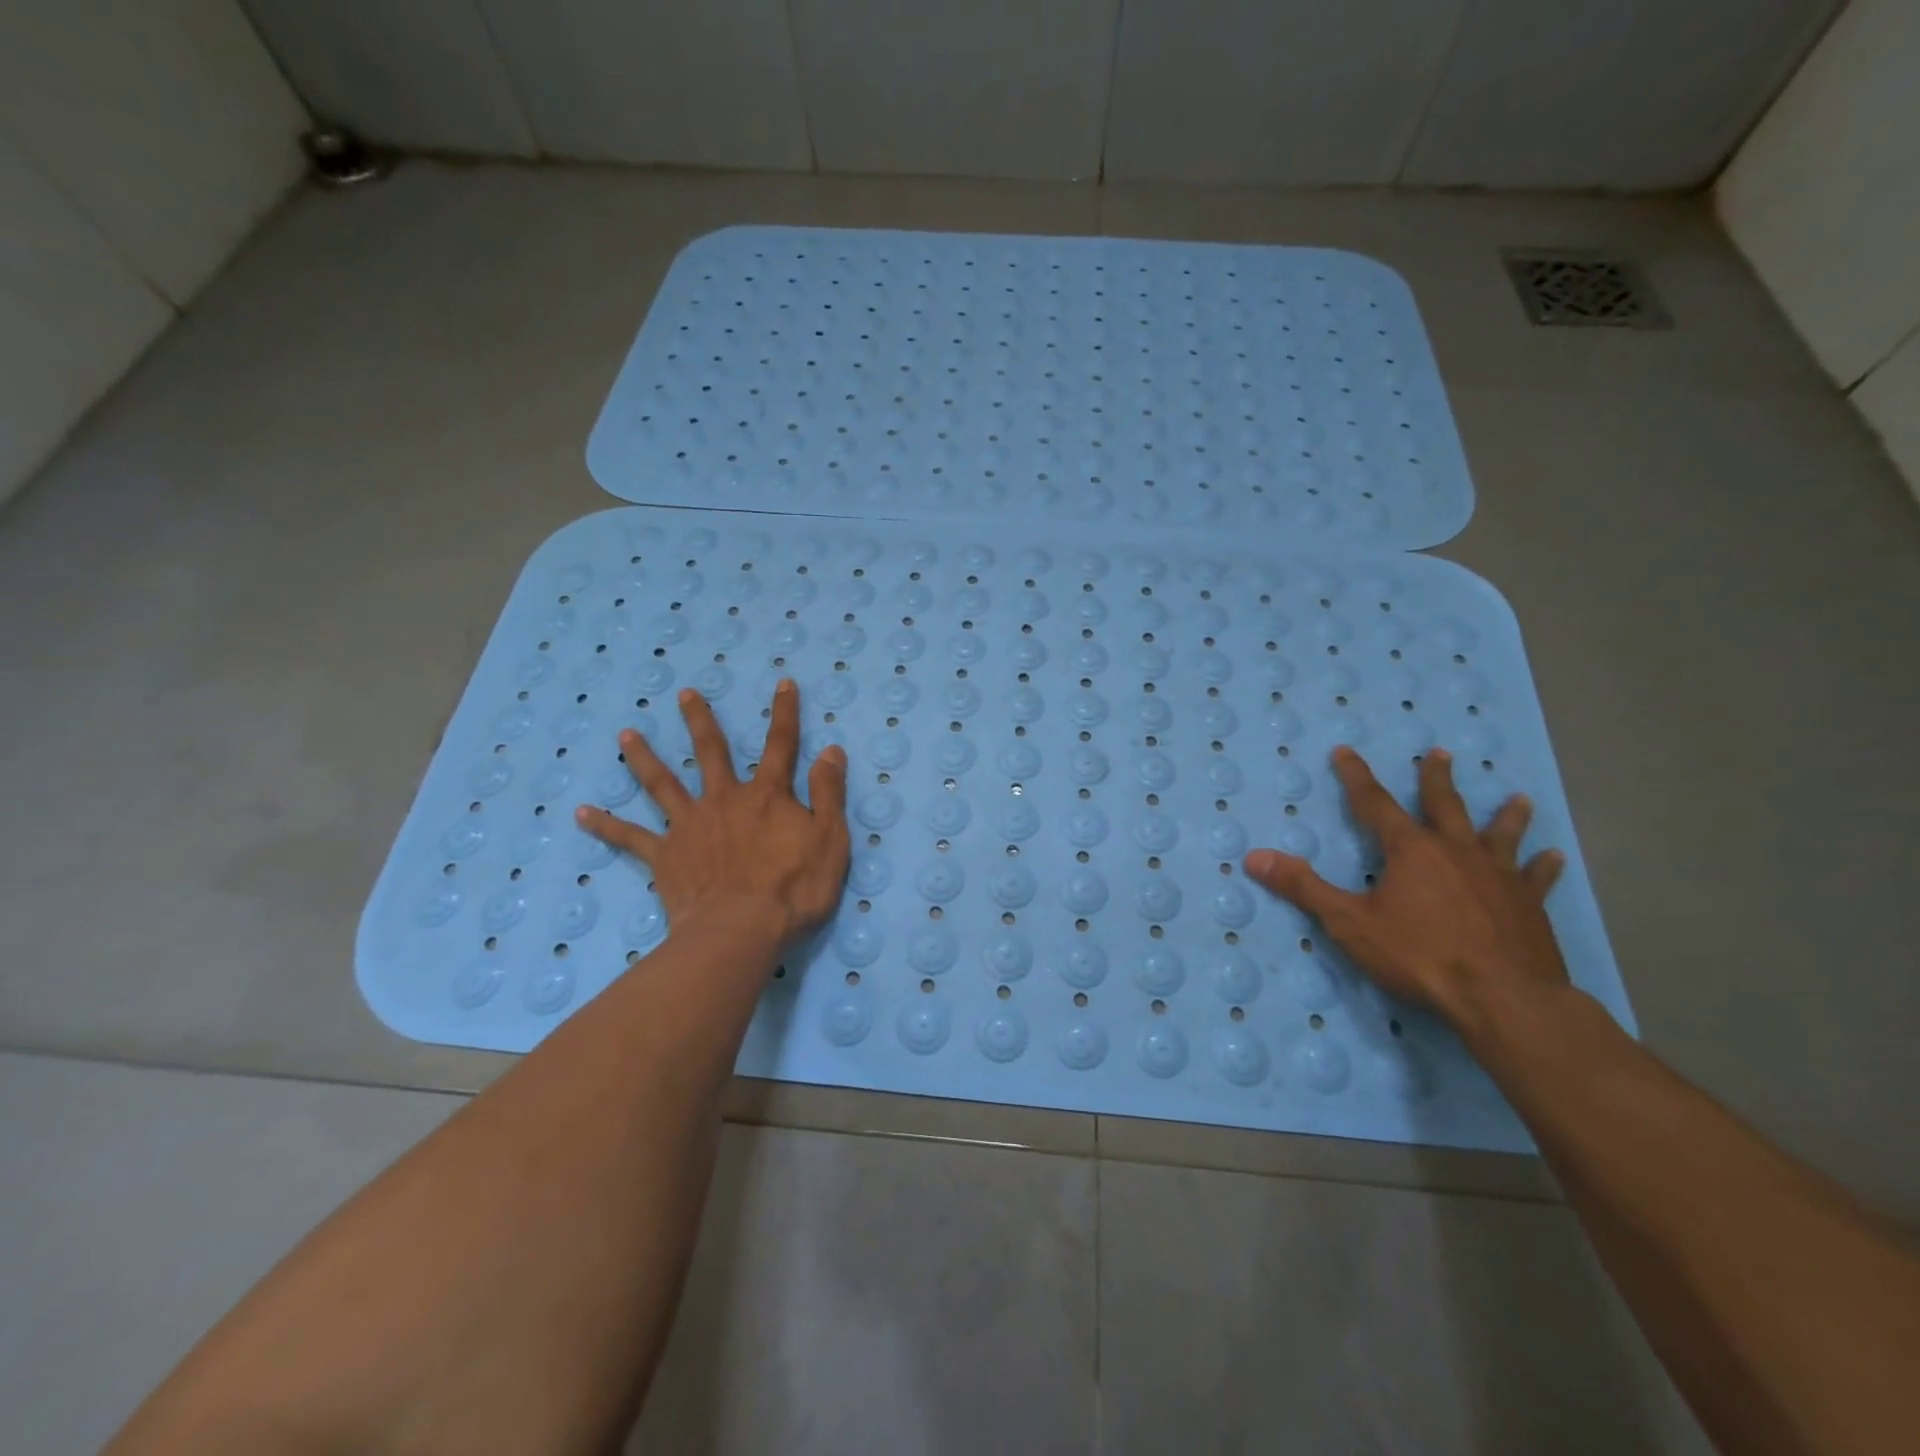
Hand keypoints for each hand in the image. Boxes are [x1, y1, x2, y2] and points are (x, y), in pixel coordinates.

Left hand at [575, 680, 849, 948]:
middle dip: (700, 721)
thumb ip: (828, 793)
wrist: (740, 931)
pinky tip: (580, 813)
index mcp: (767, 796)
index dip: (785, 713)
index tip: (783, 683)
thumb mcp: (830, 840)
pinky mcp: (664, 855)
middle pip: (710, 752)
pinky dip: (605, 825)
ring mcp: (689, 825)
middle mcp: (724, 799)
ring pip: (661, 783)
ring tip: (625, 735)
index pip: (781, 745)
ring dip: (643, 758)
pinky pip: (630, 837)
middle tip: (684, 694)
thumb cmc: (794, 889)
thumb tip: (831, 750)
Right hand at [1244, 746, 1568, 1034]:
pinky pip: (1537, 878)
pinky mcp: (1529, 905)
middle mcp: (1456, 851)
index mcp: (1410, 851)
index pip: (1375, 803)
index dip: (1356, 777)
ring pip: (1501, 834)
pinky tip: (1554, 856)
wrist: (1504, 1000)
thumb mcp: (1349, 923)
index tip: (1345, 751)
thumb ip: (1303, 888)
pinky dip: (1544, 866)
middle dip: (1437, 779)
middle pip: (1445, 805)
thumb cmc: (1420, 956)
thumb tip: (1254, 857)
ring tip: (1517, 797)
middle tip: (1440, 753)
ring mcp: (1499, 876)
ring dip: (1506, 814)